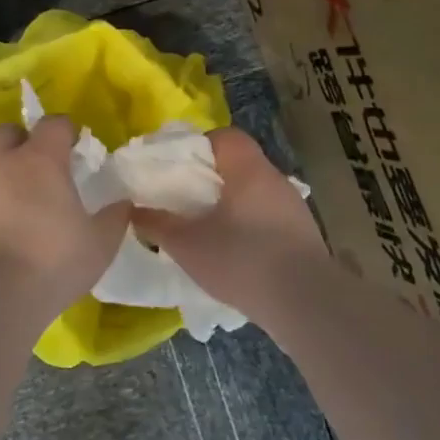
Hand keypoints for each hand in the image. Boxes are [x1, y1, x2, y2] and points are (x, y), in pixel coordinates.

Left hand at [0, 117, 131, 311]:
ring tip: (34, 202)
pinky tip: (16, 228)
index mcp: (41, 159)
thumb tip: (123, 204)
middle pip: (10, 132)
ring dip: (12, 173)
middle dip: (27, 140)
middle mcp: (6, 165)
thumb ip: (114, 218)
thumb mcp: (100, 242)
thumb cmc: (55, 258)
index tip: (79, 148)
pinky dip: (0, 202)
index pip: (53, 123)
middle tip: (48, 165)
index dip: (67, 130)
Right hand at [134, 127, 324, 316]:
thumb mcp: (187, 244)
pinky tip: (235, 254)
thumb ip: (157, 223)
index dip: (198, 147)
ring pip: (253, 194)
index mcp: (248, 168)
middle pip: (238, 165)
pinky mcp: (304, 235)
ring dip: (230, 206)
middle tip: (184, 202)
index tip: (178, 170)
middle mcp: (275, 179)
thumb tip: (133, 210)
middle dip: (210, 180)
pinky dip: (249, 227)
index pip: (225, 137)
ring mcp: (294, 207)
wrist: (305, 302)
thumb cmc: (241, 259)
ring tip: (206, 230)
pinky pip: (268, 219)